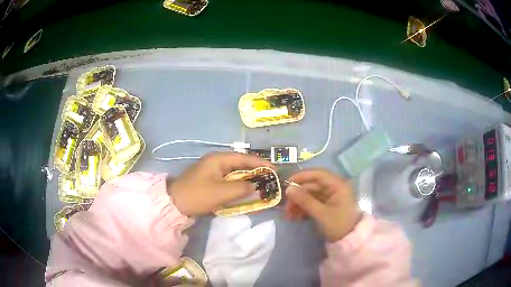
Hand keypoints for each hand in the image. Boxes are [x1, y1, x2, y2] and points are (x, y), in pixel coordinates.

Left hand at [169, 152, 273, 216]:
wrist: (174, 203)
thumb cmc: (198, 195)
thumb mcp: (222, 193)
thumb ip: (242, 188)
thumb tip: (255, 185)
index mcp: (218, 159)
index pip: (244, 158)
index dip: (261, 163)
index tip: (275, 169)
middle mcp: (215, 161)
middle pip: (240, 163)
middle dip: (255, 169)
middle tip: (270, 177)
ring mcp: (210, 169)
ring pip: (234, 171)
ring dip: (247, 176)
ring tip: (261, 182)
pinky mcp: (208, 179)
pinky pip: (227, 178)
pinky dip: (237, 182)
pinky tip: (244, 188)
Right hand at [284, 169, 361, 241]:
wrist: (349, 241)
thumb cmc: (338, 225)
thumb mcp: (321, 214)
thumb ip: (305, 200)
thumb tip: (288, 189)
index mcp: (338, 185)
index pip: (318, 174)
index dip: (302, 176)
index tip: (287, 183)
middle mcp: (334, 188)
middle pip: (312, 186)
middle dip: (298, 196)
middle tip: (286, 207)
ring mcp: (331, 197)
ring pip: (310, 195)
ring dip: (299, 204)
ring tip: (289, 216)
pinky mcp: (327, 206)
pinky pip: (313, 203)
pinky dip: (304, 209)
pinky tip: (295, 218)